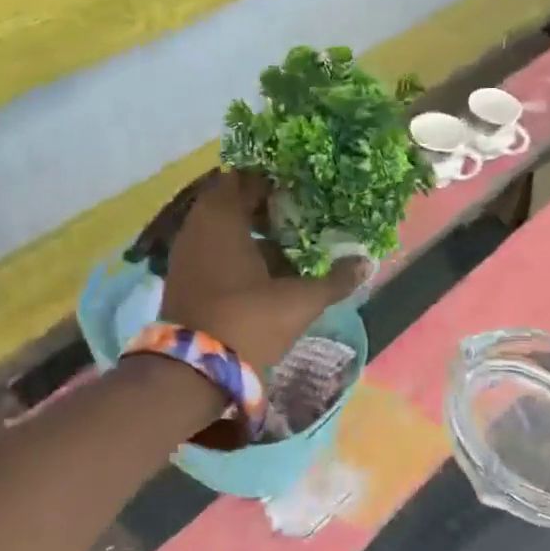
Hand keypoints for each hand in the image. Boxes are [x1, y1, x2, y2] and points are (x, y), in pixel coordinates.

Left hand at [158, 172, 368, 373]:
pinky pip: (213, 252)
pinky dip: (237, 255)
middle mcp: (197, 226)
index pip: (244, 179)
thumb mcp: (299, 301)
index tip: (301, 191)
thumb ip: (334, 280)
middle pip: (232, 203)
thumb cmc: (248, 320)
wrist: (193, 371)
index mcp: (222, 217)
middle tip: (300, 218)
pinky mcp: (183, 279)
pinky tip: (266, 275)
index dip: (273, 182)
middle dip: (265, 209)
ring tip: (289, 248)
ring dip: (252, 234)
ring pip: (223, 230)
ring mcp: (186, 254)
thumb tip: (366, 263)